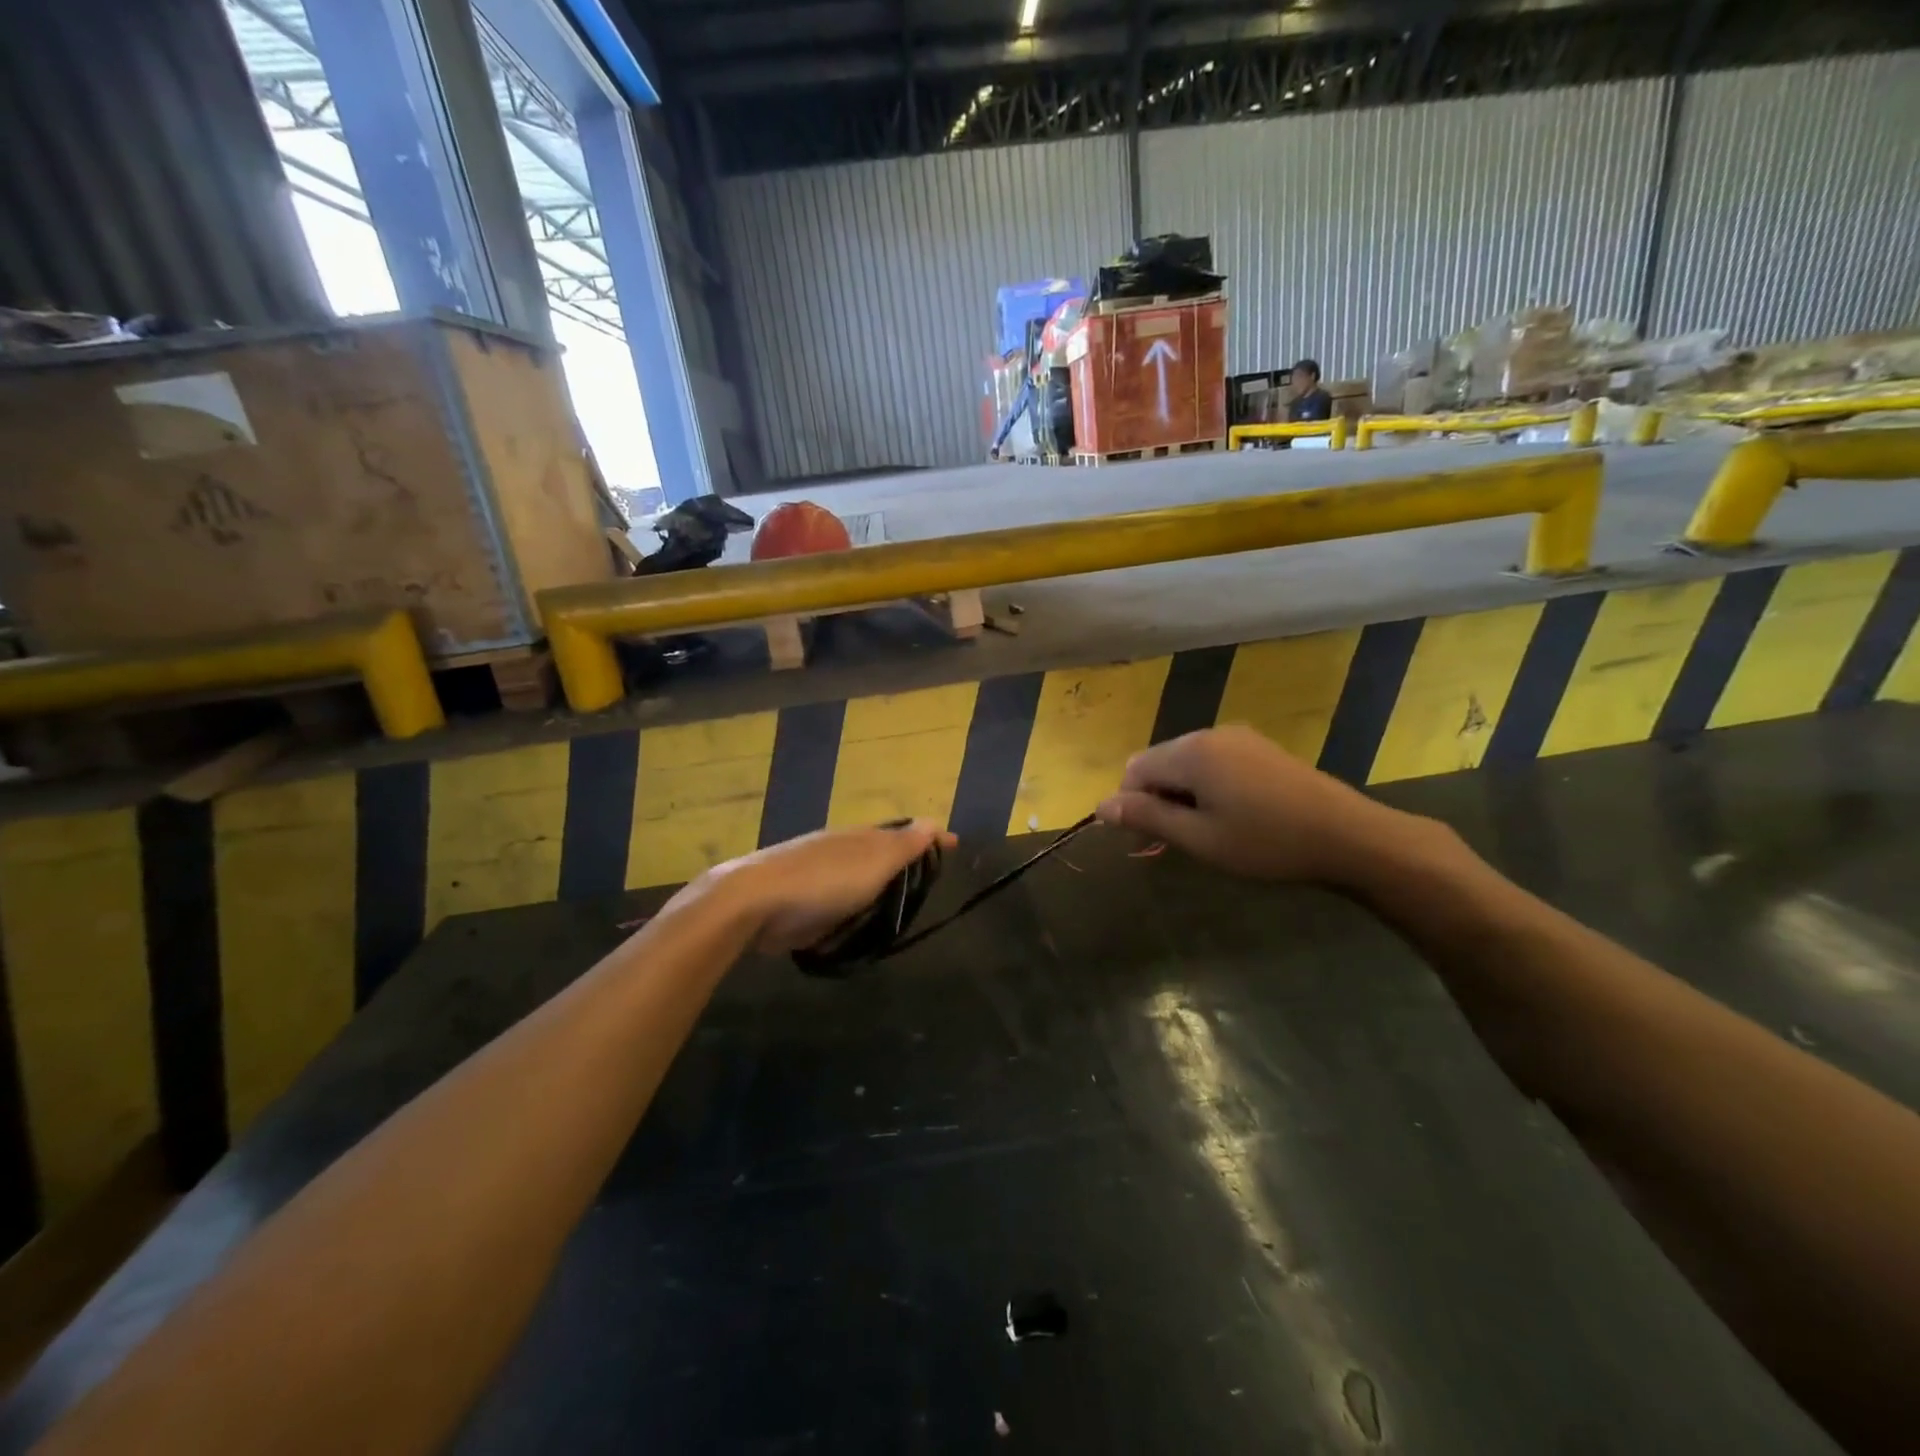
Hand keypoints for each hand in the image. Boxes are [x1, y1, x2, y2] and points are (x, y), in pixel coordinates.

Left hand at [696, 820, 956, 954]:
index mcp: (859, 838)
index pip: (903, 833)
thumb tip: (933, 821)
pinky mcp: (797, 904)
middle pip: (878, 852)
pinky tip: (852, 922)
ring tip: (894, 903)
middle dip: (901, 859)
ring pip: (855, 877)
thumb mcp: (873, 861)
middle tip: (924, 876)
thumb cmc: (824, 880)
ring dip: (874, 885)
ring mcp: (815, 876)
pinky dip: (848, 907)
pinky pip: (834, 903)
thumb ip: (903, 845)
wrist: (754, 902)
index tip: (953, 846)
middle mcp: (838, 850)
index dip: (929, 840)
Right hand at [1095, 726, 1413, 885]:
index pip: (1134, 769)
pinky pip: (1214, 762)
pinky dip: (1207, 787)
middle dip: (1156, 798)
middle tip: (1179, 841)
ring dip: (1182, 794)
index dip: (1131, 804)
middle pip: (1159, 762)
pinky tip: (1232, 816)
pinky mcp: (1260, 748)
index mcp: (1190, 752)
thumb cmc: (1266, 843)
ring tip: (1207, 832)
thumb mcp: (1199, 838)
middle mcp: (1209, 734)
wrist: (1347, 836)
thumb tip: (1101, 805)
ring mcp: (1238, 738)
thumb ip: (1147, 817)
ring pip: (1186, 763)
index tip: (1149, 842)